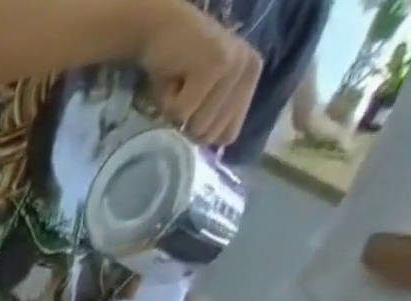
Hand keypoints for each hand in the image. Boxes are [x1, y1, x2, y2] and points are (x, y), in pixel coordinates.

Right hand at [135, 0, 263, 148]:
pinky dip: (167, 104)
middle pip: (210, 135)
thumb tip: (211, 160)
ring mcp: (234, 64)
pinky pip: (182, 113)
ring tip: (178, 86)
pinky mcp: (214, 64)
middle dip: (186, 123)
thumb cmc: (174, 71)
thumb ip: (212, 122)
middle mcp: (249, 68)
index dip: (201, 132)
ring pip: (197, 125)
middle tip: (184, 94)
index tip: (193, 107)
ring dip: (175, 114)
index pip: (226, 137)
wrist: (159, 31)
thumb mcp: (199, 101)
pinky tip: (172, 80)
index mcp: (251, 78)